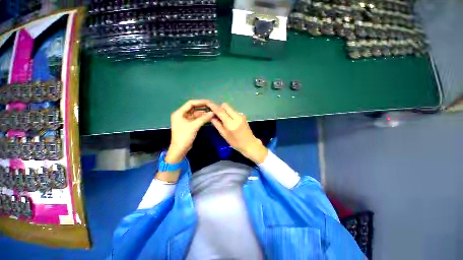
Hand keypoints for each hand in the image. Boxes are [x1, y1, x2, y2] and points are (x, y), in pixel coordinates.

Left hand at [166, 100, 213, 163]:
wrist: (180, 149)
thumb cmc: (184, 136)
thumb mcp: (194, 126)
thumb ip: (204, 118)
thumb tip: (213, 112)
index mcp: (179, 113)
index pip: (190, 104)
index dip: (200, 102)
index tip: (209, 102)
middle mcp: (182, 115)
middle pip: (193, 108)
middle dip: (202, 108)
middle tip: (212, 107)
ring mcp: (185, 120)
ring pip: (195, 114)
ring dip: (203, 113)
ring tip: (212, 112)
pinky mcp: (189, 125)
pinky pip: (196, 119)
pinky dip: (202, 118)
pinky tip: (208, 117)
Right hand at [209, 103, 267, 163]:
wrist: (250, 144)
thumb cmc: (236, 142)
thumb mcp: (224, 135)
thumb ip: (217, 124)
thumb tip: (211, 116)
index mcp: (231, 123)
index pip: (220, 111)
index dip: (213, 106)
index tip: (207, 103)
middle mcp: (236, 116)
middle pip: (225, 106)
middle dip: (219, 108)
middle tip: (216, 114)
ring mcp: (241, 115)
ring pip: (229, 108)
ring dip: (224, 111)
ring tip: (222, 118)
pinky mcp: (243, 115)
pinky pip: (233, 111)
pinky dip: (229, 113)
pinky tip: (229, 120)